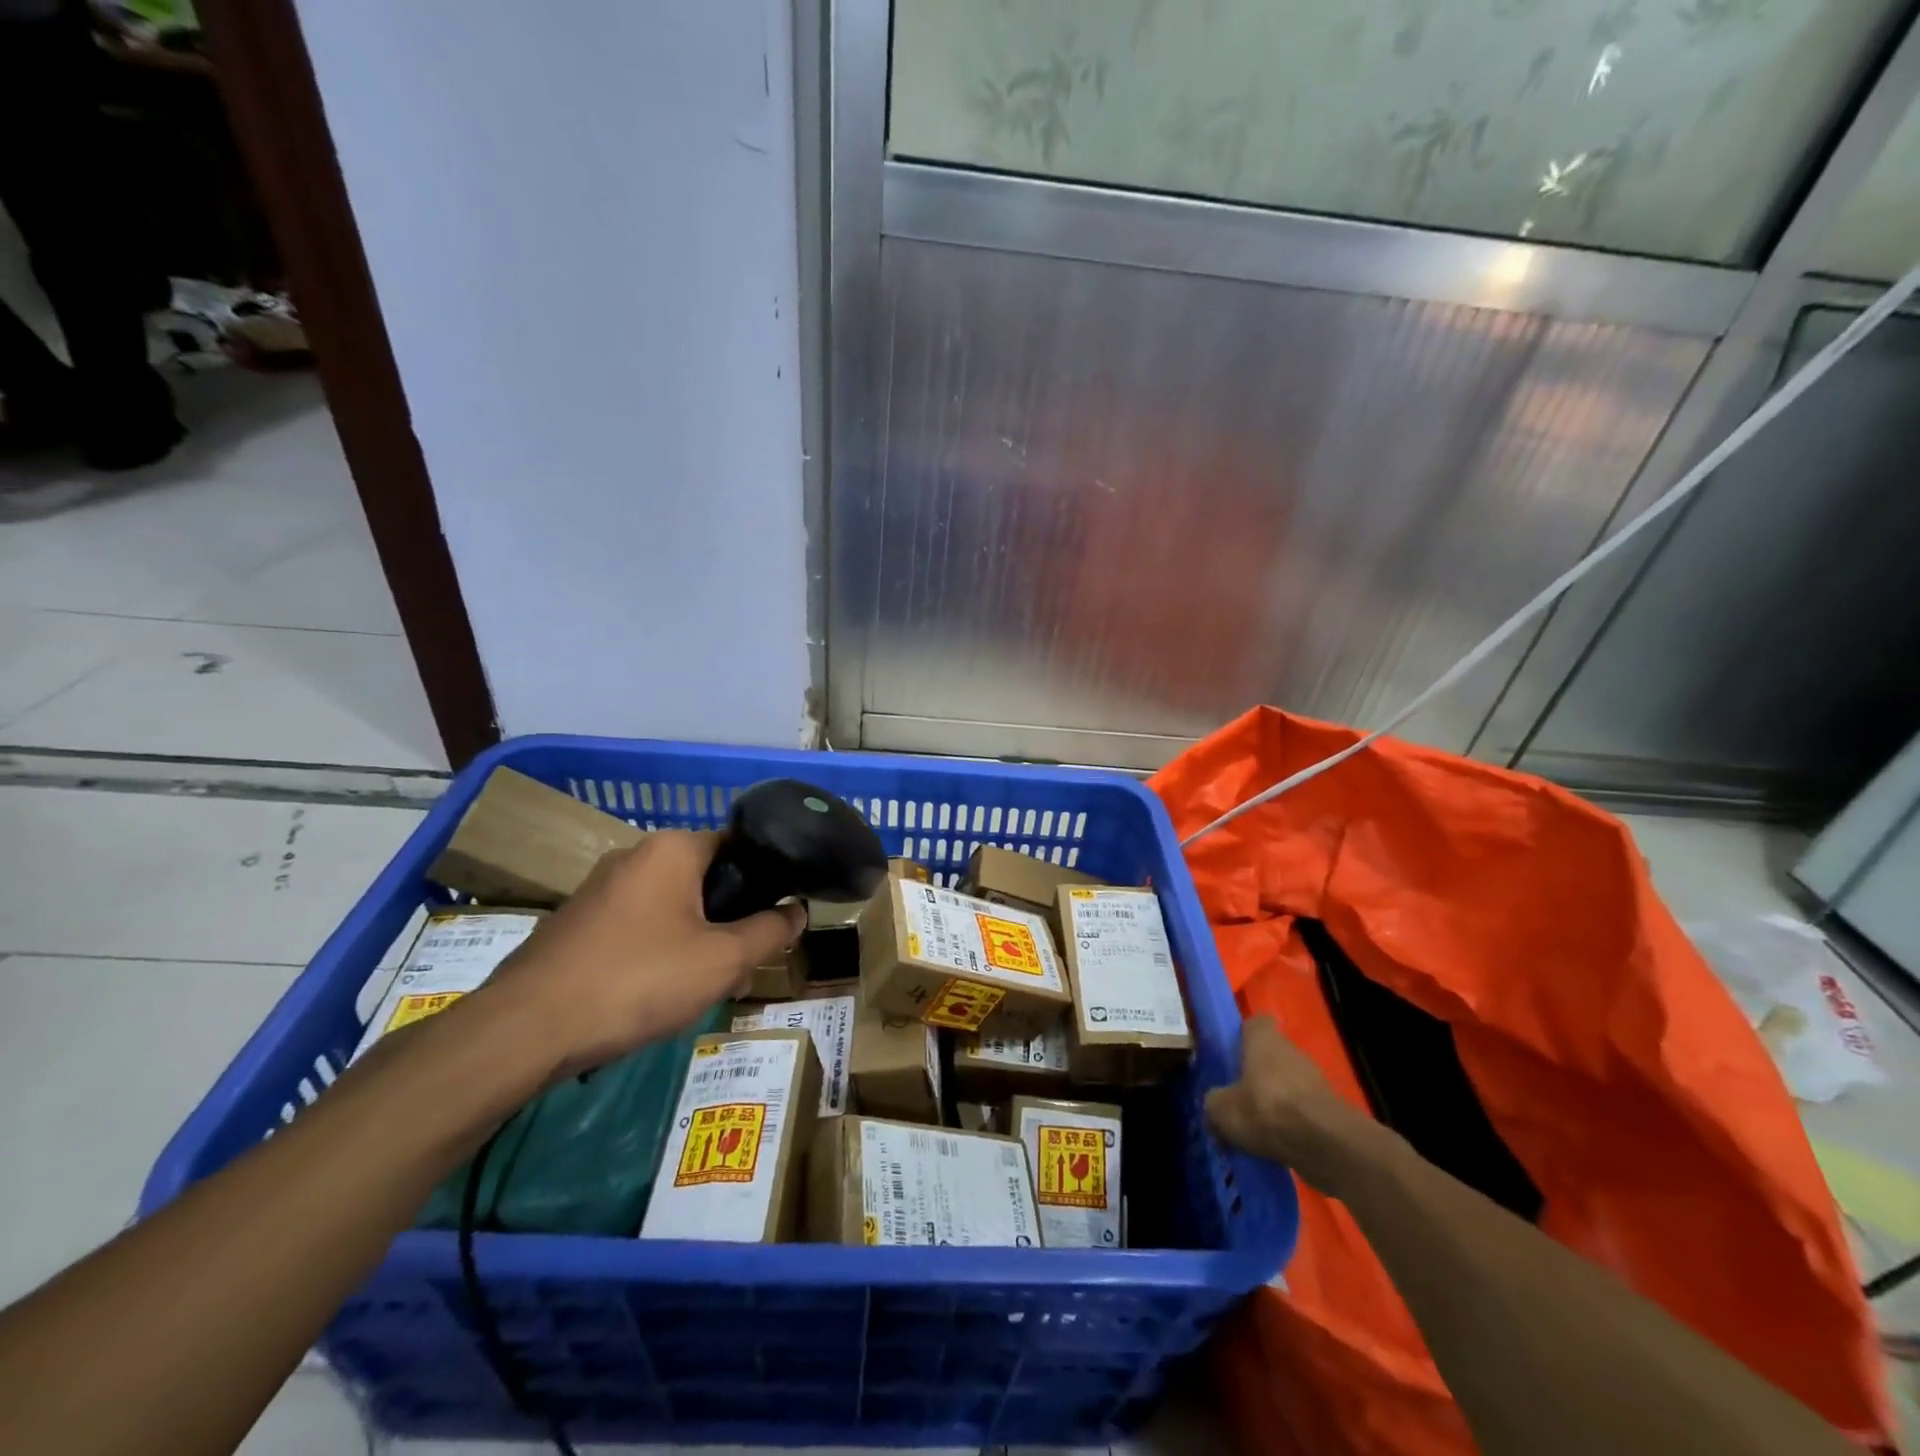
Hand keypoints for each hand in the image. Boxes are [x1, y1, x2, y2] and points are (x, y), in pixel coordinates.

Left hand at [478, 830, 803, 1076]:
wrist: (527, 1029)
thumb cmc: (639, 979)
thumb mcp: (723, 960)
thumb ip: (770, 931)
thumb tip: (798, 910)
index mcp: (672, 849)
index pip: (738, 847)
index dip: (764, 882)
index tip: (775, 921)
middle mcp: (634, 856)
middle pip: (705, 880)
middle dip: (729, 921)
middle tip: (743, 965)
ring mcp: (599, 890)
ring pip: (671, 908)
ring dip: (696, 941)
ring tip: (704, 988)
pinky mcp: (576, 923)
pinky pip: (637, 928)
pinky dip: (658, 952)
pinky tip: (657, 995)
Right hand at [1205, 1015, 1390, 1195]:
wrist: (1327, 1145)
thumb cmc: (1267, 1110)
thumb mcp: (1221, 1109)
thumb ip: (1213, 1102)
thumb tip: (1215, 1105)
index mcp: (1264, 1039)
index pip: (1256, 1023)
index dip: (1243, 1035)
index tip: (1231, 1054)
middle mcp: (1291, 1051)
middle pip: (1271, 1055)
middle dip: (1256, 1074)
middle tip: (1237, 1097)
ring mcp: (1314, 1080)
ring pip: (1287, 1084)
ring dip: (1274, 1101)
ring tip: (1255, 1128)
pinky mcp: (1329, 1110)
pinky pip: (1302, 1111)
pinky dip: (1291, 1124)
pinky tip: (1276, 1145)